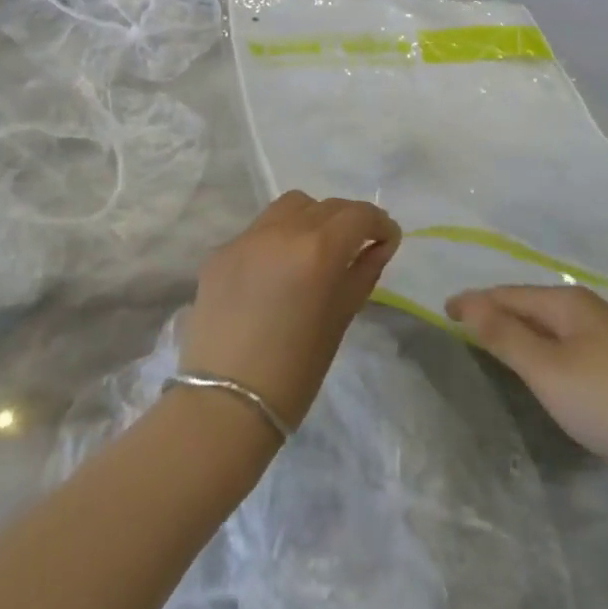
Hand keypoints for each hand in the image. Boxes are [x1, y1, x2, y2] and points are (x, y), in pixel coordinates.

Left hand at [180, 191, 400, 431]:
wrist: (226, 402)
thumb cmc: (295, 371)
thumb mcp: (340, 319)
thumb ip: (362, 273)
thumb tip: (379, 245)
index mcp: (317, 249)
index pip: (358, 215)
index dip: (379, 223)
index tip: (387, 239)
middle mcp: (281, 231)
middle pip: (325, 206)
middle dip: (347, 220)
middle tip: (356, 246)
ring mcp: (246, 237)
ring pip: (289, 207)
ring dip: (310, 218)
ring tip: (314, 250)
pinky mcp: (220, 252)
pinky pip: (258, 231)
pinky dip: (277, 240)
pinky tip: (275, 273)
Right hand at [446, 285, 607, 538]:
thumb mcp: (548, 370)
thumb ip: (504, 336)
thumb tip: (465, 302)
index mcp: (564, 301)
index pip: (505, 293)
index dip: (472, 301)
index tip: (441, 311)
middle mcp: (584, 308)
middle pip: (527, 304)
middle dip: (493, 311)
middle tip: (460, 326)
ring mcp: (606, 336)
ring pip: (547, 326)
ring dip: (517, 331)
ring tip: (490, 344)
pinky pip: (565, 346)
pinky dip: (541, 349)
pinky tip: (540, 368)